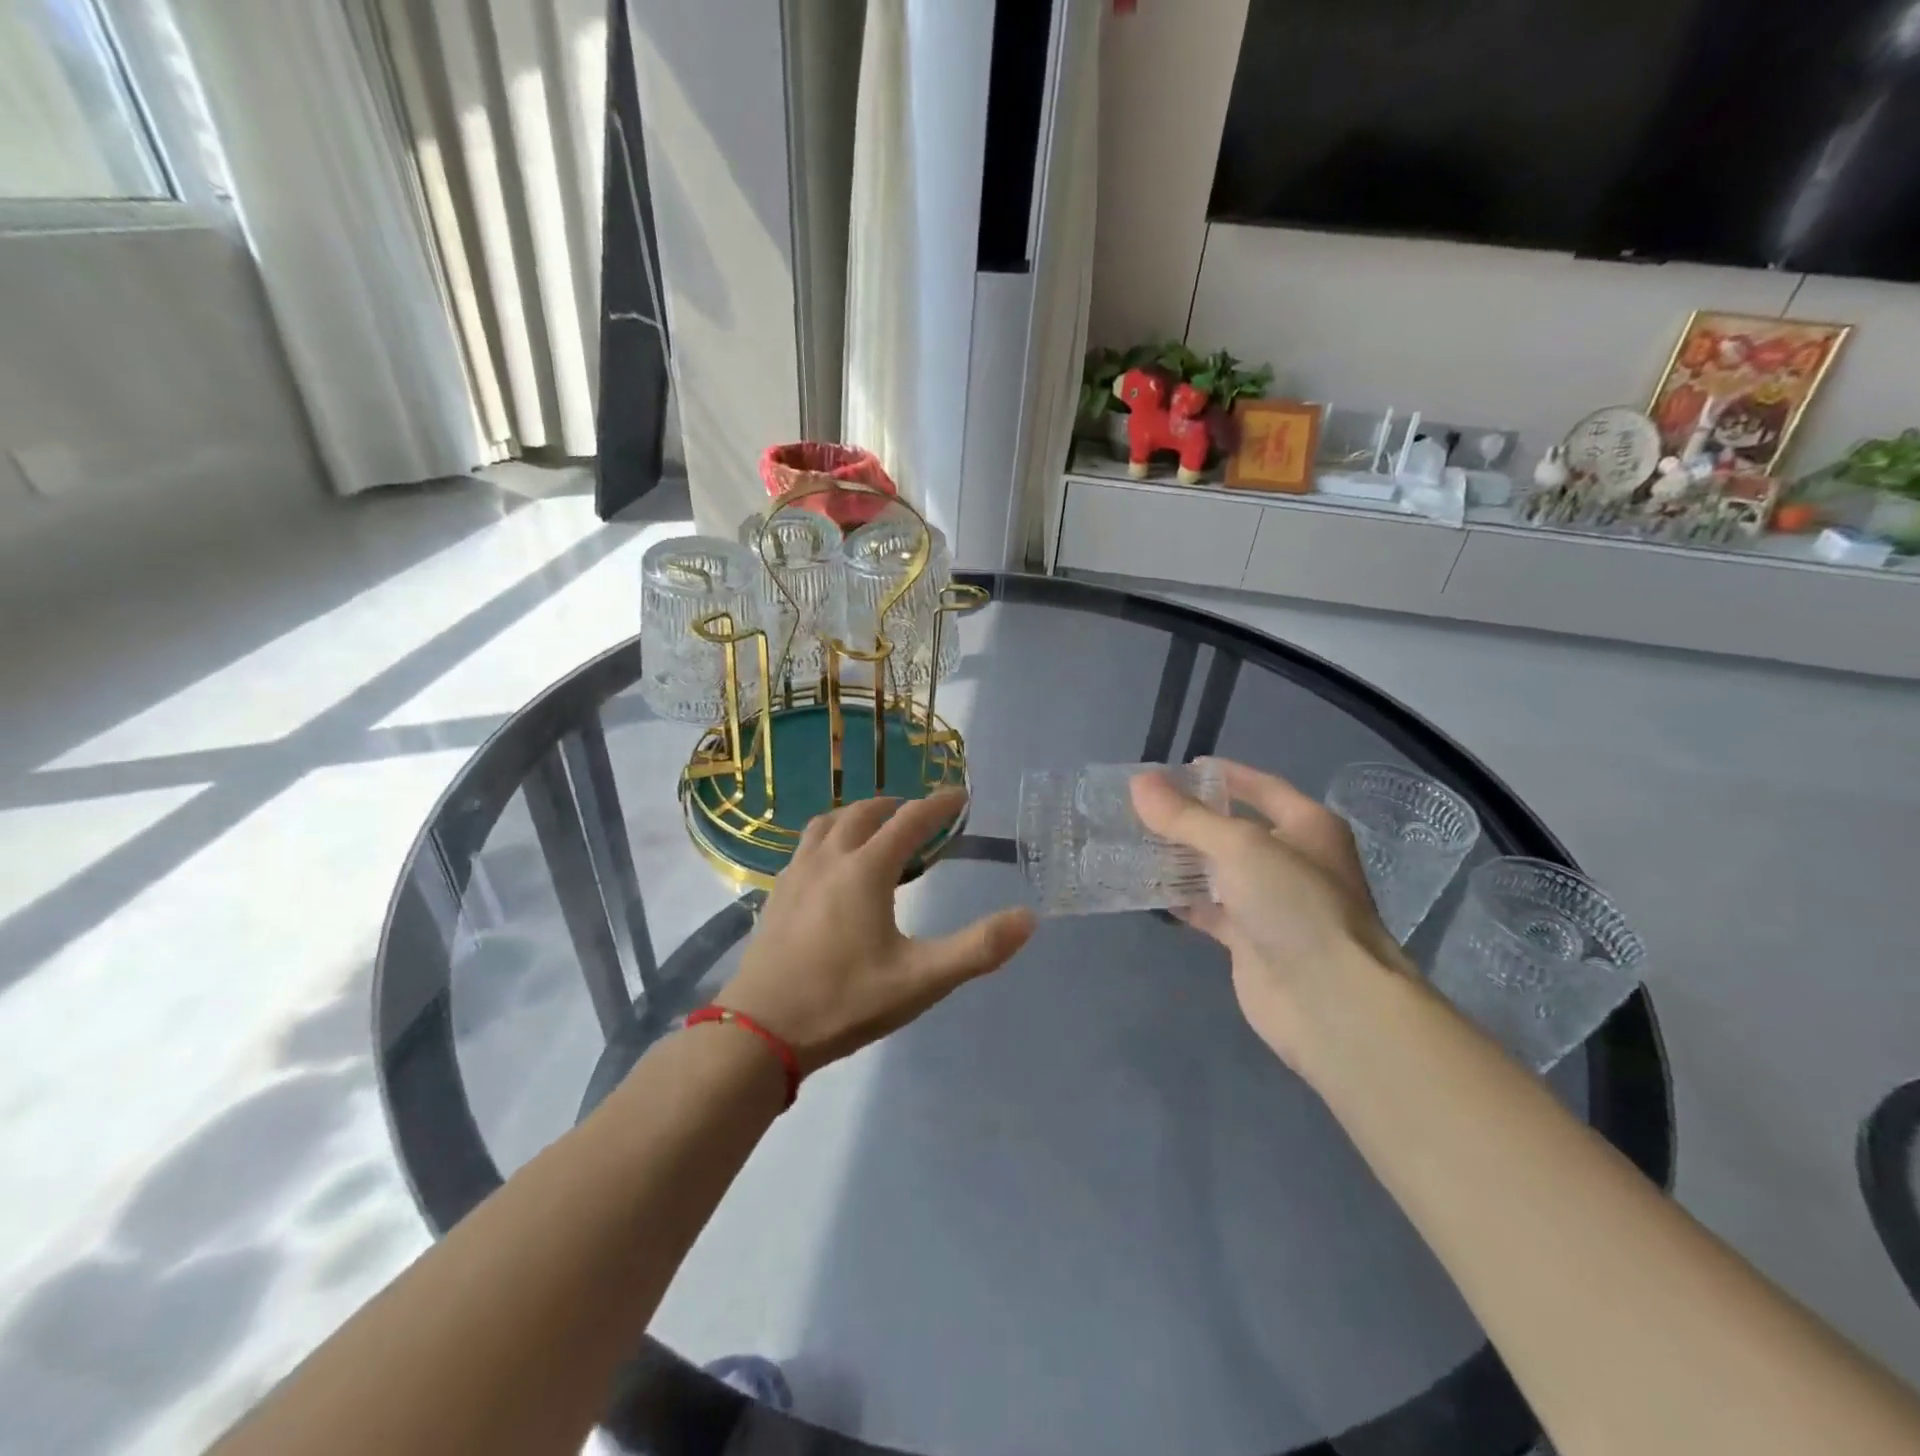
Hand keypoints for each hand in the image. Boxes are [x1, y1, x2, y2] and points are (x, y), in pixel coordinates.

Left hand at [718, 789, 1035, 1074]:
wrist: (759, 1032)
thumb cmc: (844, 1002)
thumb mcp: (921, 981)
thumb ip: (977, 949)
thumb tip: (1028, 918)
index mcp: (865, 870)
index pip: (910, 820)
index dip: (939, 805)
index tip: (960, 796)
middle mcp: (829, 859)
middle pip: (864, 812)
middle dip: (897, 806)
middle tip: (920, 815)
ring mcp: (796, 874)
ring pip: (828, 823)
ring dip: (858, 816)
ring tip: (875, 830)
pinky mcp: (775, 894)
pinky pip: (807, 845)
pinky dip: (830, 837)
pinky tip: (833, 866)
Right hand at [1130, 759, 1405, 1071]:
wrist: (1329, 1001)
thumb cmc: (1294, 904)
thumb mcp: (1239, 847)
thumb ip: (1186, 817)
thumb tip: (1139, 783)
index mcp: (1307, 826)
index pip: (1260, 786)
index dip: (1221, 775)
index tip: (1175, 769)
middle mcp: (1293, 860)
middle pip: (1234, 829)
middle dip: (1191, 818)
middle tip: (1142, 807)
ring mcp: (1272, 903)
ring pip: (1218, 870)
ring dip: (1182, 858)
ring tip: (1134, 840)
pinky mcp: (1251, 940)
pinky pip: (1210, 909)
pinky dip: (1182, 899)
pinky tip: (1148, 888)